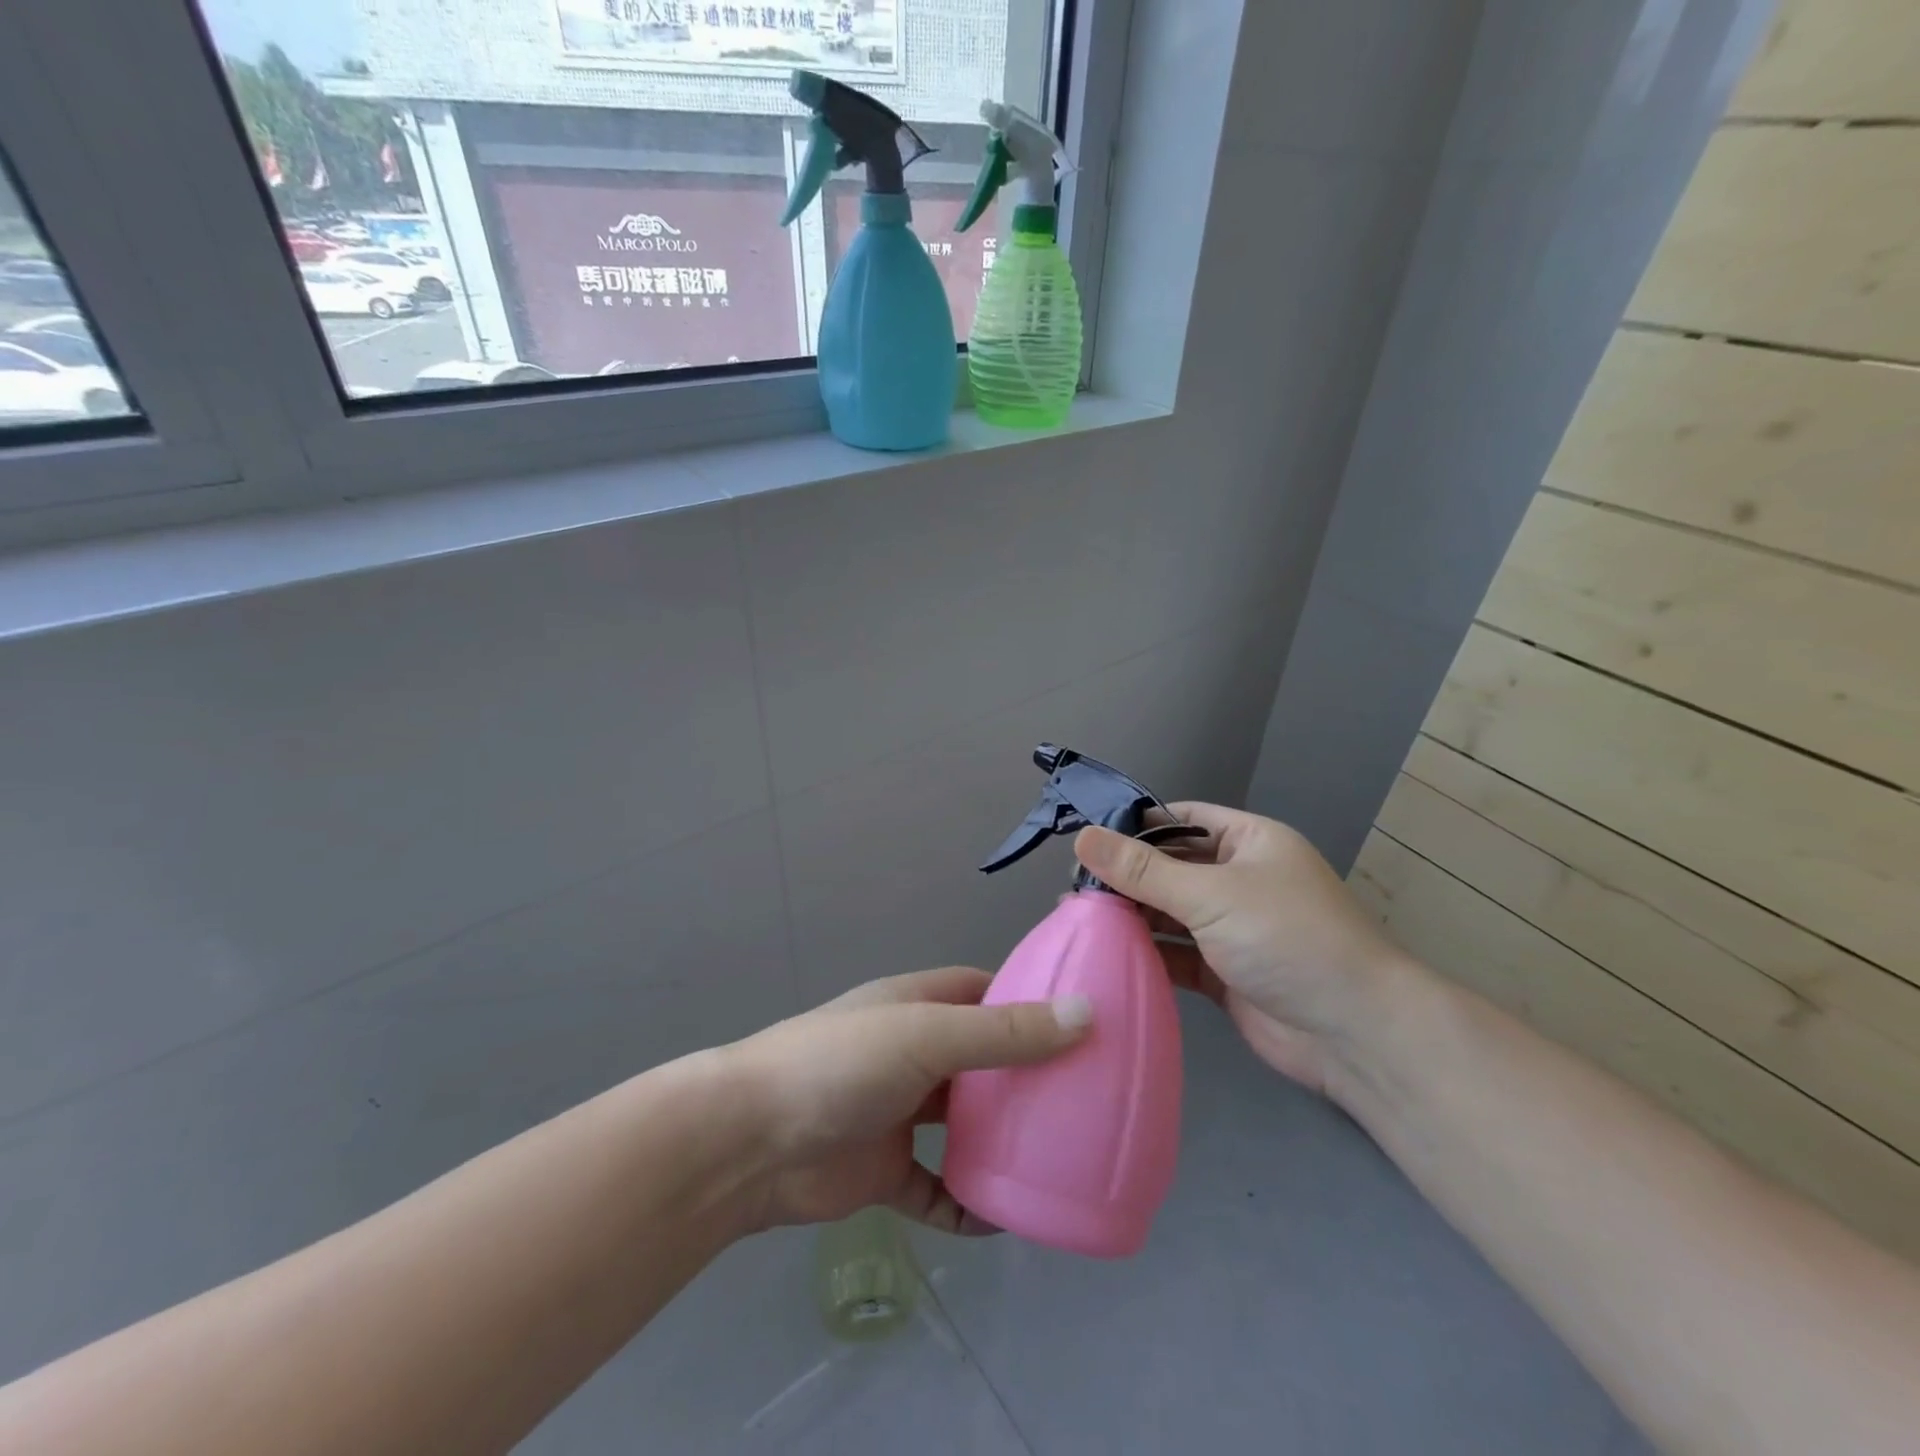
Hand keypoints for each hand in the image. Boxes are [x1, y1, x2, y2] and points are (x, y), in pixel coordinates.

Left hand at [725, 968, 1090, 1233]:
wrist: (750, 1142)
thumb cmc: (842, 1065)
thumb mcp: (928, 1036)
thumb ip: (1004, 1033)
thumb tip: (1086, 1014)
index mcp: (918, 1006)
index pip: (984, 992)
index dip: (1029, 1001)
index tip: (1082, 1021)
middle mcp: (912, 1053)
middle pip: (981, 1059)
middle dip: (1025, 1076)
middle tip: (1087, 1098)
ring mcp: (898, 1113)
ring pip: (963, 1125)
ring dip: (1001, 1141)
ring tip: (1060, 1157)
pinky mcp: (885, 1172)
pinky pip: (939, 1189)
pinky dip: (968, 1203)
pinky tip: (1005, 1219)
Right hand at [1074, 805, 1420, 1097]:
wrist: (1355, 1034)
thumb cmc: (1287, 938)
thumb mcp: (1211, 894)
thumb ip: (1143, 870)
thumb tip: (1082, 837)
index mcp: (1249, 842)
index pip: (1182, 819)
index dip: (1137, 825)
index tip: (1086, 838)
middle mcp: (1240, 880)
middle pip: (1171, 867)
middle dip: (1127, 875)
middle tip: (1072, 885)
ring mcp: (1232, 929)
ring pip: (1171, 913)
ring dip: (1132, 915)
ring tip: (1077, 915)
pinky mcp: (1224, 973)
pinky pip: (1177, 954)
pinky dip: (1147, 953)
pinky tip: (1106, 953)